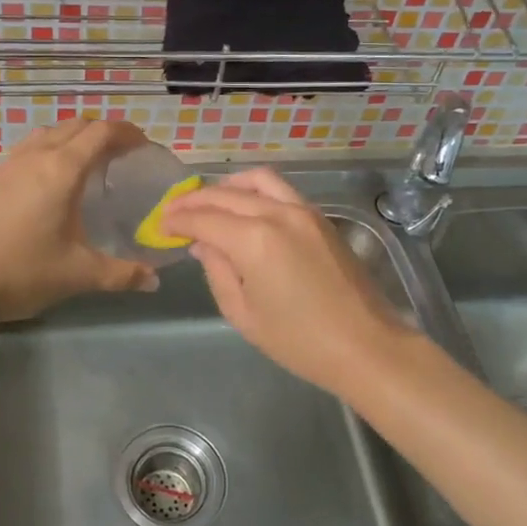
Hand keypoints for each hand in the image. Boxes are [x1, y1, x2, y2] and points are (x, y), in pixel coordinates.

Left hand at [0, 119, 157, 325]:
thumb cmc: (23, 271)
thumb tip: (154, 281)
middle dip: (102, 132)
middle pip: (75, 125)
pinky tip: (50, 183)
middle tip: (122, 155)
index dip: (127, 132)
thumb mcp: (78, 274)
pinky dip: (49, 151)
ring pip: (48, 133)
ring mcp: (9, 165)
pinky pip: (28, 149)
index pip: (101, 132)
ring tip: (88, 164)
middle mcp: (36, 156)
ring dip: (73, 138)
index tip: (144, 145)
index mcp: (62, 169)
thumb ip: (121, 274)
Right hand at [162, 168, 415, 396]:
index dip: (178, 220)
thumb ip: (217, 271)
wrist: (365, 345)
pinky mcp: (319, 217)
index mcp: (254, 240)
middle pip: (226, 194)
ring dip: (227, 186)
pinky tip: (243, 207)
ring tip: (209, 202)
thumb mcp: (243, 313)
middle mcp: (277, 214)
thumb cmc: (299, 341)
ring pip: (256, 180)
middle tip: (175, 212)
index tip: (161, 226)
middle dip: (195, 201)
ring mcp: (303, 211)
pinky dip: (254, 191)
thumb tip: (203, 244)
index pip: (204, 219)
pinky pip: (280, 190)